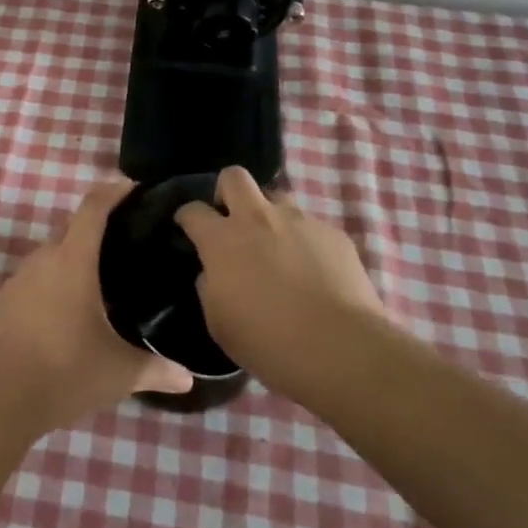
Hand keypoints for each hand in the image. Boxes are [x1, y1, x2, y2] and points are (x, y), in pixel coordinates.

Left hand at [0, 181, 193, 431]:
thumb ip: (156, 369)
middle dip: (97, 230)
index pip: (93, 208)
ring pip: (52, 256)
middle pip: (72, 230)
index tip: (132, 187)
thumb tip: (189, 377)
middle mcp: (44, 259)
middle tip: (126, 245)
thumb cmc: (65, 371)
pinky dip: (53, 283)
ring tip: (100, 280)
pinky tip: (67, 311)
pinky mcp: (3, 301)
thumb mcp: (118, 372)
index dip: (113, 192)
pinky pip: (35, 279)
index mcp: (73, 260)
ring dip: (73, 259)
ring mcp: (19, 279)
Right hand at [175, 166, 385, 400]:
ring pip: (277, 197)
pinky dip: (305, 242)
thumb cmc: (269, 342)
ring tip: (277, 247)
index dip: (186, 217)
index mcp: (223, 240)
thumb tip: (214, 272)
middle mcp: (258, 219)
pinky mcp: (333, 234)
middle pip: (234, 177)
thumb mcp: (219, 323)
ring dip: (270, 216)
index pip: (193, 210)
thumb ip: (210, 287)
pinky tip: (314, 271)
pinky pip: (311, 226)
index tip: (187, 227)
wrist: (340, 349)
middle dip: (226, 192)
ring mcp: (299, 221)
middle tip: (232, 221)